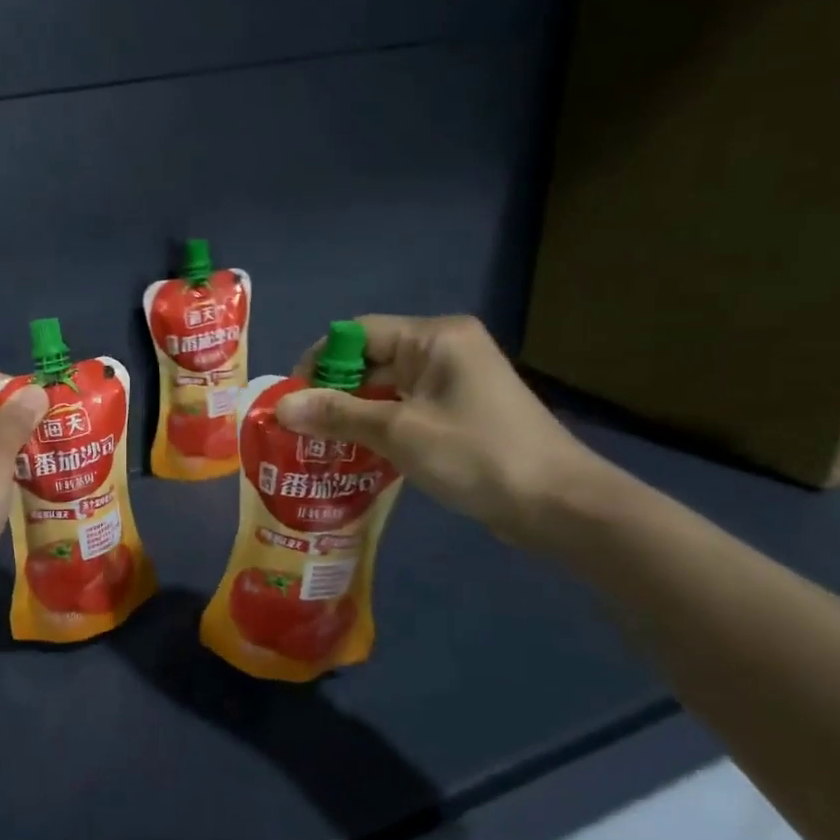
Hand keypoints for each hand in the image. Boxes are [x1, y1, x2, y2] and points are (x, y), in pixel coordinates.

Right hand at [278, 315, 607, 545]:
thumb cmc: (477, 456)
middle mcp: (444, 350)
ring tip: (316, 447)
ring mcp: (453, 382)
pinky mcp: (458, 413)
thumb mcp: (400, 432)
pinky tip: (353, 456)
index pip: (358, 333)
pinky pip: (404, 410)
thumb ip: (338, 415)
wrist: (559, 505)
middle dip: (332, 393)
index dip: (319, 362)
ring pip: (385, 389)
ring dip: (352, 415)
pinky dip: (377, 428)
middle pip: (370, 360)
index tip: (292, 400)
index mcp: (435, 338)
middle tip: (298, 430)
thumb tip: (280, 406)